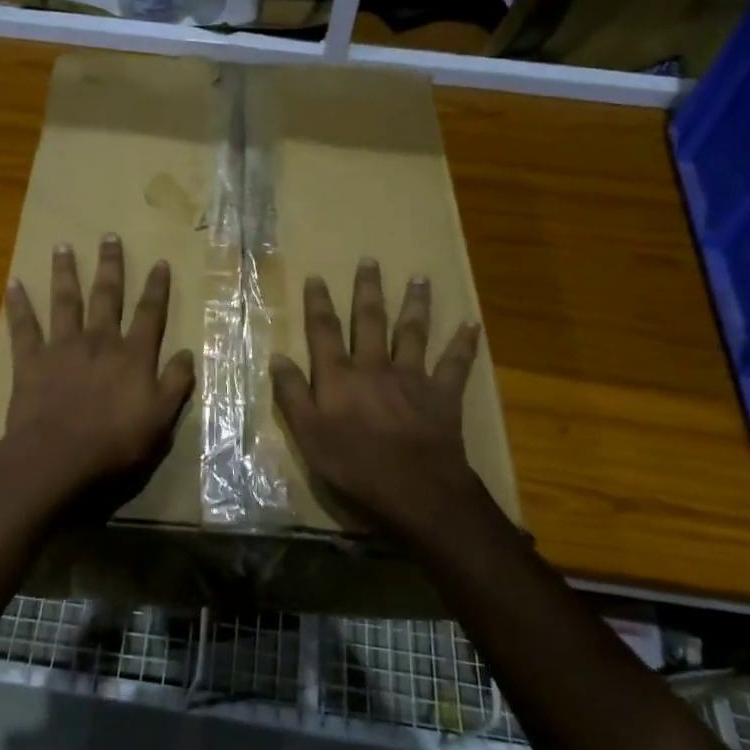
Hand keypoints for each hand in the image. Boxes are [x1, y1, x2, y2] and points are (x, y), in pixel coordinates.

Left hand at [1, 235, 195, 516]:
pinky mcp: (31, 360)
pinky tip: (12, 284)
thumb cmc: (115, 443)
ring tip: (62, 246)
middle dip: (110, 266)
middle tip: (108, 236)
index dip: (157, 287)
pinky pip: (23, 327)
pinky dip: (17, 305)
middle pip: (106, 296)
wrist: (58, 457)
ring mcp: (62, 347)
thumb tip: (187, 353)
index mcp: (132, 355)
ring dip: (64, 272)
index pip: (149, 313)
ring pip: (64, 301)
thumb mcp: (161, 420)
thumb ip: (175, 384)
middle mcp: (99, 341)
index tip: (160, 262)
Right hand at [271, 259, 509, 548]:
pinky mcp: (443, 394)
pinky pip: (456, 363)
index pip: (325, 331)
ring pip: (413, 332)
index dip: (318, 303)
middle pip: (370, 320)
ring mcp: (412, 377)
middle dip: (367, 289)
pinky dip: (464, 343)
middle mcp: (375, 366)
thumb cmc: (354, 466)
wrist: (415, 489)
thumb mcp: (308, 435)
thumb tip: (277, 357)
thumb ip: (293, 394)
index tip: (317, 276)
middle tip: (370, 260)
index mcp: (340, 377)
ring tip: (419, 278)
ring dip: (415, 303)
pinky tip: (473, 323)